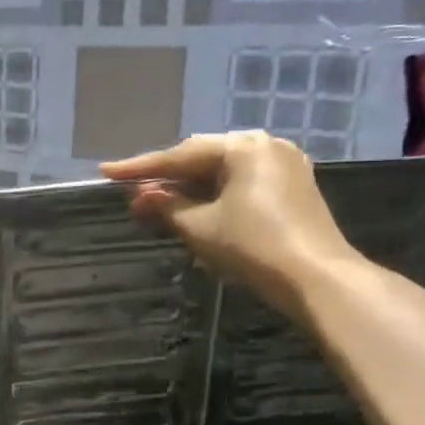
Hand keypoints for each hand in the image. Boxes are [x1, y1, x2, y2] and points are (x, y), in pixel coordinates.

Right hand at [102, 132, 358, 319]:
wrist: (318, 279)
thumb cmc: (254, 247)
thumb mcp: (200, 227)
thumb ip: (166, 206)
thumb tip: (141, 196)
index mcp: (243, 147)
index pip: (179, 156)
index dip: (139, 168)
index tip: (106, 172)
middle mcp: (266, 146)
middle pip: (203, 159)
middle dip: (167, 180)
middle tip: (133, 195)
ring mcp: (285, 166)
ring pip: (223, 173)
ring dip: (190, 190)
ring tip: (158, 205)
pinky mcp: (294, 188)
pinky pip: (243, 184)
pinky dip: (216, 196)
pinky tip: (195, 209)